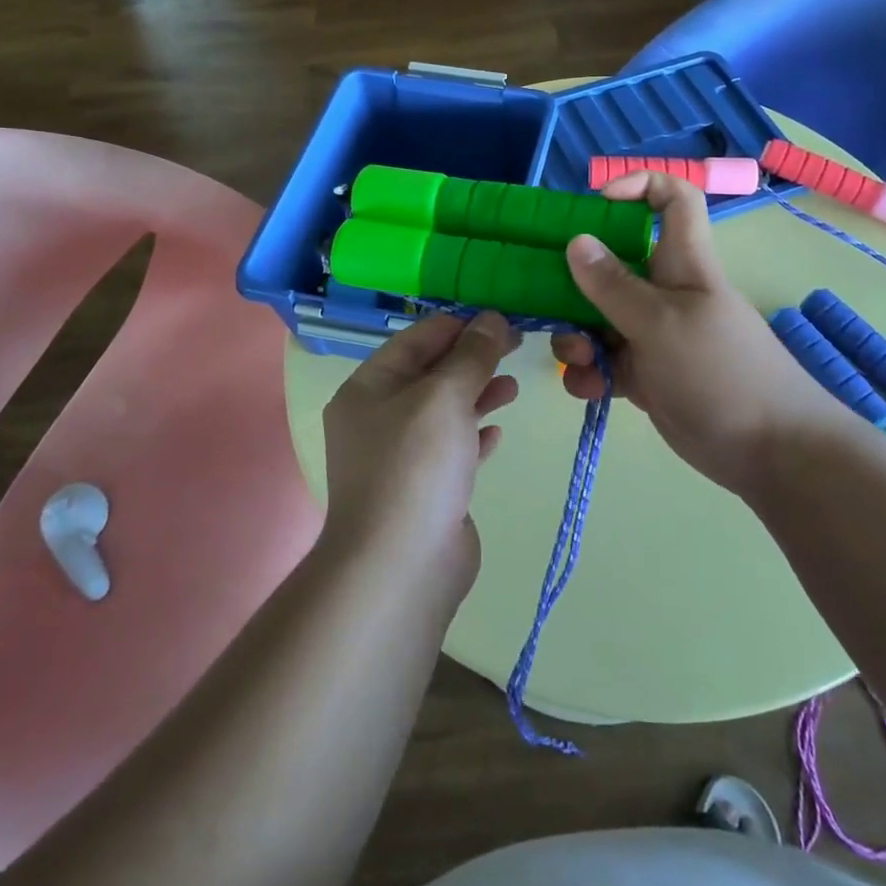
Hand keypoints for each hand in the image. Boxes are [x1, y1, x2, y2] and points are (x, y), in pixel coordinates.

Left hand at [321, 311, 518, 586]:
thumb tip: (492, 319)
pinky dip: (474, 435)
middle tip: (517, 346)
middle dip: (473, 358)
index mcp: (368, 388)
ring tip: (513, 387)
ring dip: (478, 394)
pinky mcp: (424, 489)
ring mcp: (400, 456)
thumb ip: (472, 355)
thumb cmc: (416, 466)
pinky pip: (452, 449)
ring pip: (444, 411)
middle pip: (431, 373)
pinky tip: (498, 432)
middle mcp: (378, 418)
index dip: (459, 325)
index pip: (416, 339)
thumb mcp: (444, 396)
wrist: (401, 566)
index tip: (501, 319)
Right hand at [551, 172, 864, 495]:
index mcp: (681, 262)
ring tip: (578, 359)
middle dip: (576, 281)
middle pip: (613, 263)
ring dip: (577, 335)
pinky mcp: (645, 374)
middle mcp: (663, 291)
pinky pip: (604, 361)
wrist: (769, 452)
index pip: (672, 200)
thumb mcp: (661, 323)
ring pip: (599, 317)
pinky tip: (587, 389)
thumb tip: (576, 241)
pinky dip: (589, 372)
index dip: (639, 186)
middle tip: (549, 298)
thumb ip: (614, 286)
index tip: (596, 202)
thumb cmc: (721, 371)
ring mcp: (652, 334)